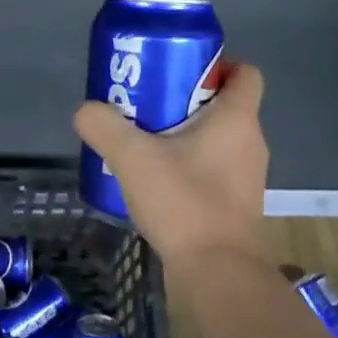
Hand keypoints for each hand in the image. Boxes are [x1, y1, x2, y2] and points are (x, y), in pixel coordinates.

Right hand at [73, 61, 269, 272]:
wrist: (218, 272)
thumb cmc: (184, 203)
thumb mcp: (132, 158)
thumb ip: (104, 126)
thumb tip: (87, 111)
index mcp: (237, 119)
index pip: (245, 73)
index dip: (218, 65)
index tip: (179, 72)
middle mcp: (250, 142)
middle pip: (223, 105)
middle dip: (185, 100)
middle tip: (146, 106)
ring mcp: (247, 176)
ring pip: (217, 140)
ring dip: (184, 136)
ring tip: (144, 144)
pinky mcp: (236, 204)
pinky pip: (213, 170)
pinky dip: (189, 167)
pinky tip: (155, 181)